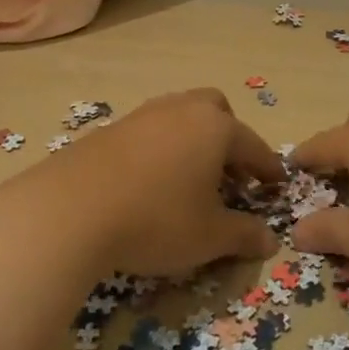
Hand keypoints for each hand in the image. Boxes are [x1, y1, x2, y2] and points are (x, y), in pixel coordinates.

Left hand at [0, 88, 283, 276]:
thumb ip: (244, 235)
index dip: (268, 168)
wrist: (71, 209)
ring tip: (192, 180)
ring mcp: (144, 114)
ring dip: (194, 142)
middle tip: (231, 175)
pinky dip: (163, 149)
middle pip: (217, 111)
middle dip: (230, 139)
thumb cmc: (156, 219)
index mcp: (215, 127)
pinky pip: (151, 131)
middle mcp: (182, 109)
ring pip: (182, 117)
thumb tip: (271, 240)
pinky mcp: (112, 128)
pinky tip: (153, 181)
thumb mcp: (209, 236)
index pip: (253, 145)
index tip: (277, 184)